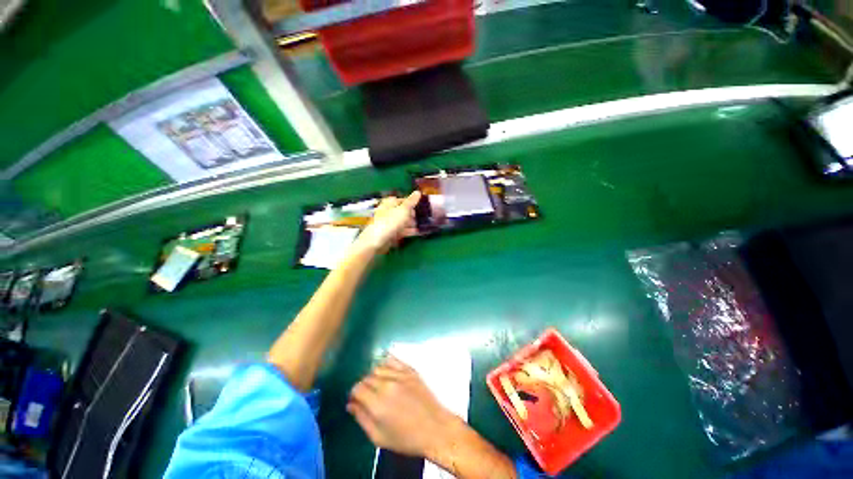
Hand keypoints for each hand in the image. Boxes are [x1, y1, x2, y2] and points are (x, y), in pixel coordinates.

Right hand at [347, 356, 454, 458]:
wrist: (434, 428)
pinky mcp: (410, 370)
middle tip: (368, 395)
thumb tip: (351, 404)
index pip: (357, 388)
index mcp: (377, 404)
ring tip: (377, 384)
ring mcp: (399, 375)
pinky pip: (392, 359)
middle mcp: (386, 385)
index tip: (357, 400)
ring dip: (373, 375)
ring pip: (377, 367)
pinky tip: (385, 369)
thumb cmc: (406, 438)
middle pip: (366, 377)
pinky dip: (385, 362)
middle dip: (363, 386)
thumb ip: (362, 419)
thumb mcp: (379, 437)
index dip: (354, 394)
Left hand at [353, 191, 421, 253]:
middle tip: (424, 216)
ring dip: (412, 223)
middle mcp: (388, 212)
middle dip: (413, 214)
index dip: (412, 202)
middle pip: (402, 211)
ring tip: (423, 225)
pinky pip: (401, 230)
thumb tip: (418, 192)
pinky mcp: (390, 233)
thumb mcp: (403, 210)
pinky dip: (409, 231)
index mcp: (390, 203)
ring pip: (402, 221)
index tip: (421, 205)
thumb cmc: (390, 222)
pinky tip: (417, 232)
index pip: (402, 200)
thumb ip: (411, 201)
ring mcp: (389, 223)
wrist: (377, 241)